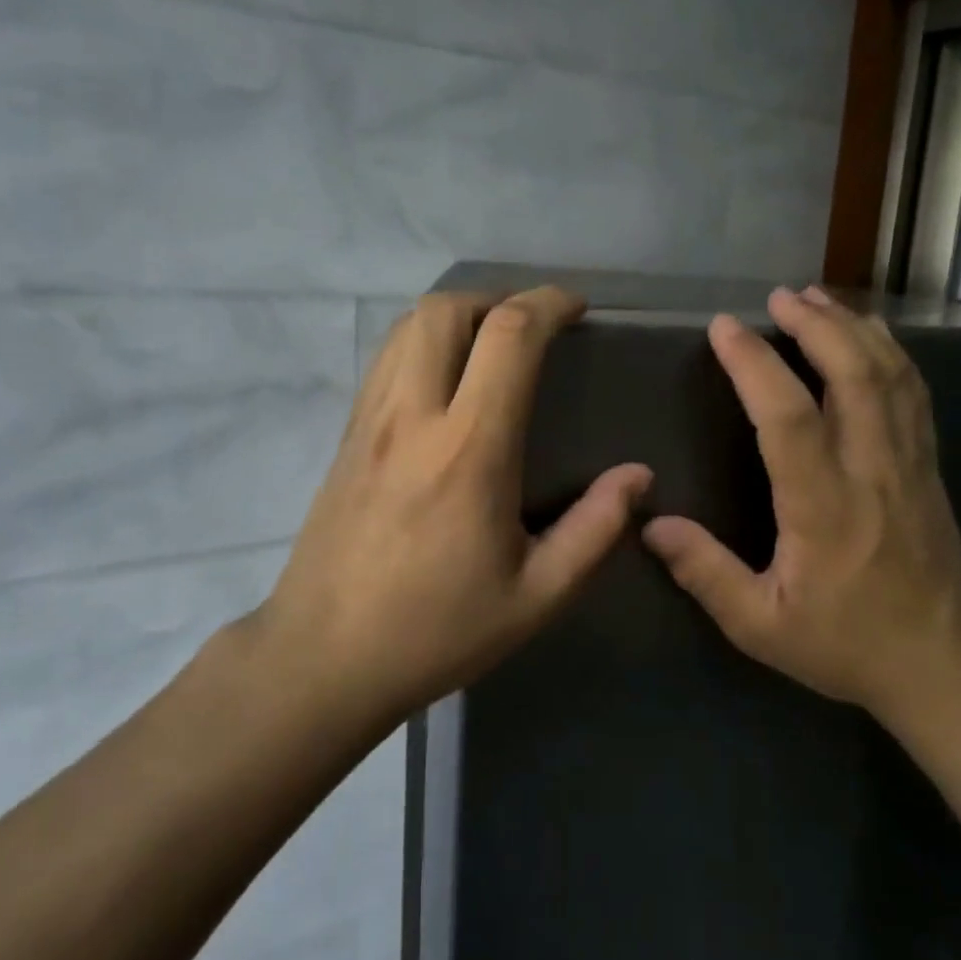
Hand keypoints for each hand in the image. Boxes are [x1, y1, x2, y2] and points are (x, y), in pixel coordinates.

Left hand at [249, 287, 651, 721]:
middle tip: (535, 325)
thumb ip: (595, 530)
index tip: (577, 309)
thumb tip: (637, 476)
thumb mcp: (536, 597)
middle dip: (499, 299)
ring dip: (458, 315)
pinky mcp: (344, 436)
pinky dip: (423, 341)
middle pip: (447, 310)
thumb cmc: (436, 631)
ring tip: (493, 342)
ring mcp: (368, 422)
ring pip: (407, 326)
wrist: (322, 660)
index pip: (509, 337)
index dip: (548, 304)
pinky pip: (386, 358)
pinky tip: (445, 380)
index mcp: (469, 450)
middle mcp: (412, 417)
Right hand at [642, 286, 960, 726]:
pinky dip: (890, 352)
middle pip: (852, 375)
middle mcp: (871, 471)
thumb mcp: (760, 625)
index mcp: (823, 508)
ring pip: (889, 375)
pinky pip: (914, 392)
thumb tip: (651, 524)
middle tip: (778, 295)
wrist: (943, 665)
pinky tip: (869, 334)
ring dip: (852, 327)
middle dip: (814, 325)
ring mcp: (909, 463)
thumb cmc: (845, 645)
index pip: (788, 417)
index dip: (754, 365)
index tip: (723, 328)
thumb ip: (705, 573)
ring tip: (816, 297)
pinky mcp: (928, 466)